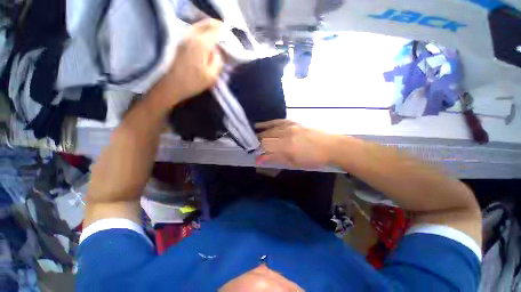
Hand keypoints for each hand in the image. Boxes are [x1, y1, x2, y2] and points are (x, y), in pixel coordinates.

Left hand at [151, 19, 222, 107]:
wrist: (169, 85)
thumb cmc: (192, 83)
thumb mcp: (211, 76)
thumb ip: (218, 61)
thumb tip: (217, 51)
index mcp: (202, 44)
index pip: (216, 30)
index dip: (225, 32)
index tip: (229, 35)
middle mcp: (191, 35)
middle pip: (207, 23)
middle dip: (217, 26)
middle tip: (224, 32)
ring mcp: (183, 36)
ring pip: (199, 25)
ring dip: (208, 27)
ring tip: (216, 34)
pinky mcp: (178, 41)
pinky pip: (193, 30)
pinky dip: (201, 30)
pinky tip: (204, 37)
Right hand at [256, 120, 337, 168]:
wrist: (332, 146)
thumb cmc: (314, 159)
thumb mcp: (295, 163)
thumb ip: (277, 159)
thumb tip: (261, 159)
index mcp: (286, 147)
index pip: (266, 147)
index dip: (259, 151)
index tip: (255, 155)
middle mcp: (286, 135)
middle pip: (266, 137)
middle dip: (258, 142)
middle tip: (252, 146)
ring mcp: (290, 126)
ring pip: (270, 129)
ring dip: (260, 133)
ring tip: (252, 135)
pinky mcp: (294, 122)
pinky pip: (277, 121)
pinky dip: (267, 124)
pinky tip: (260, 125)